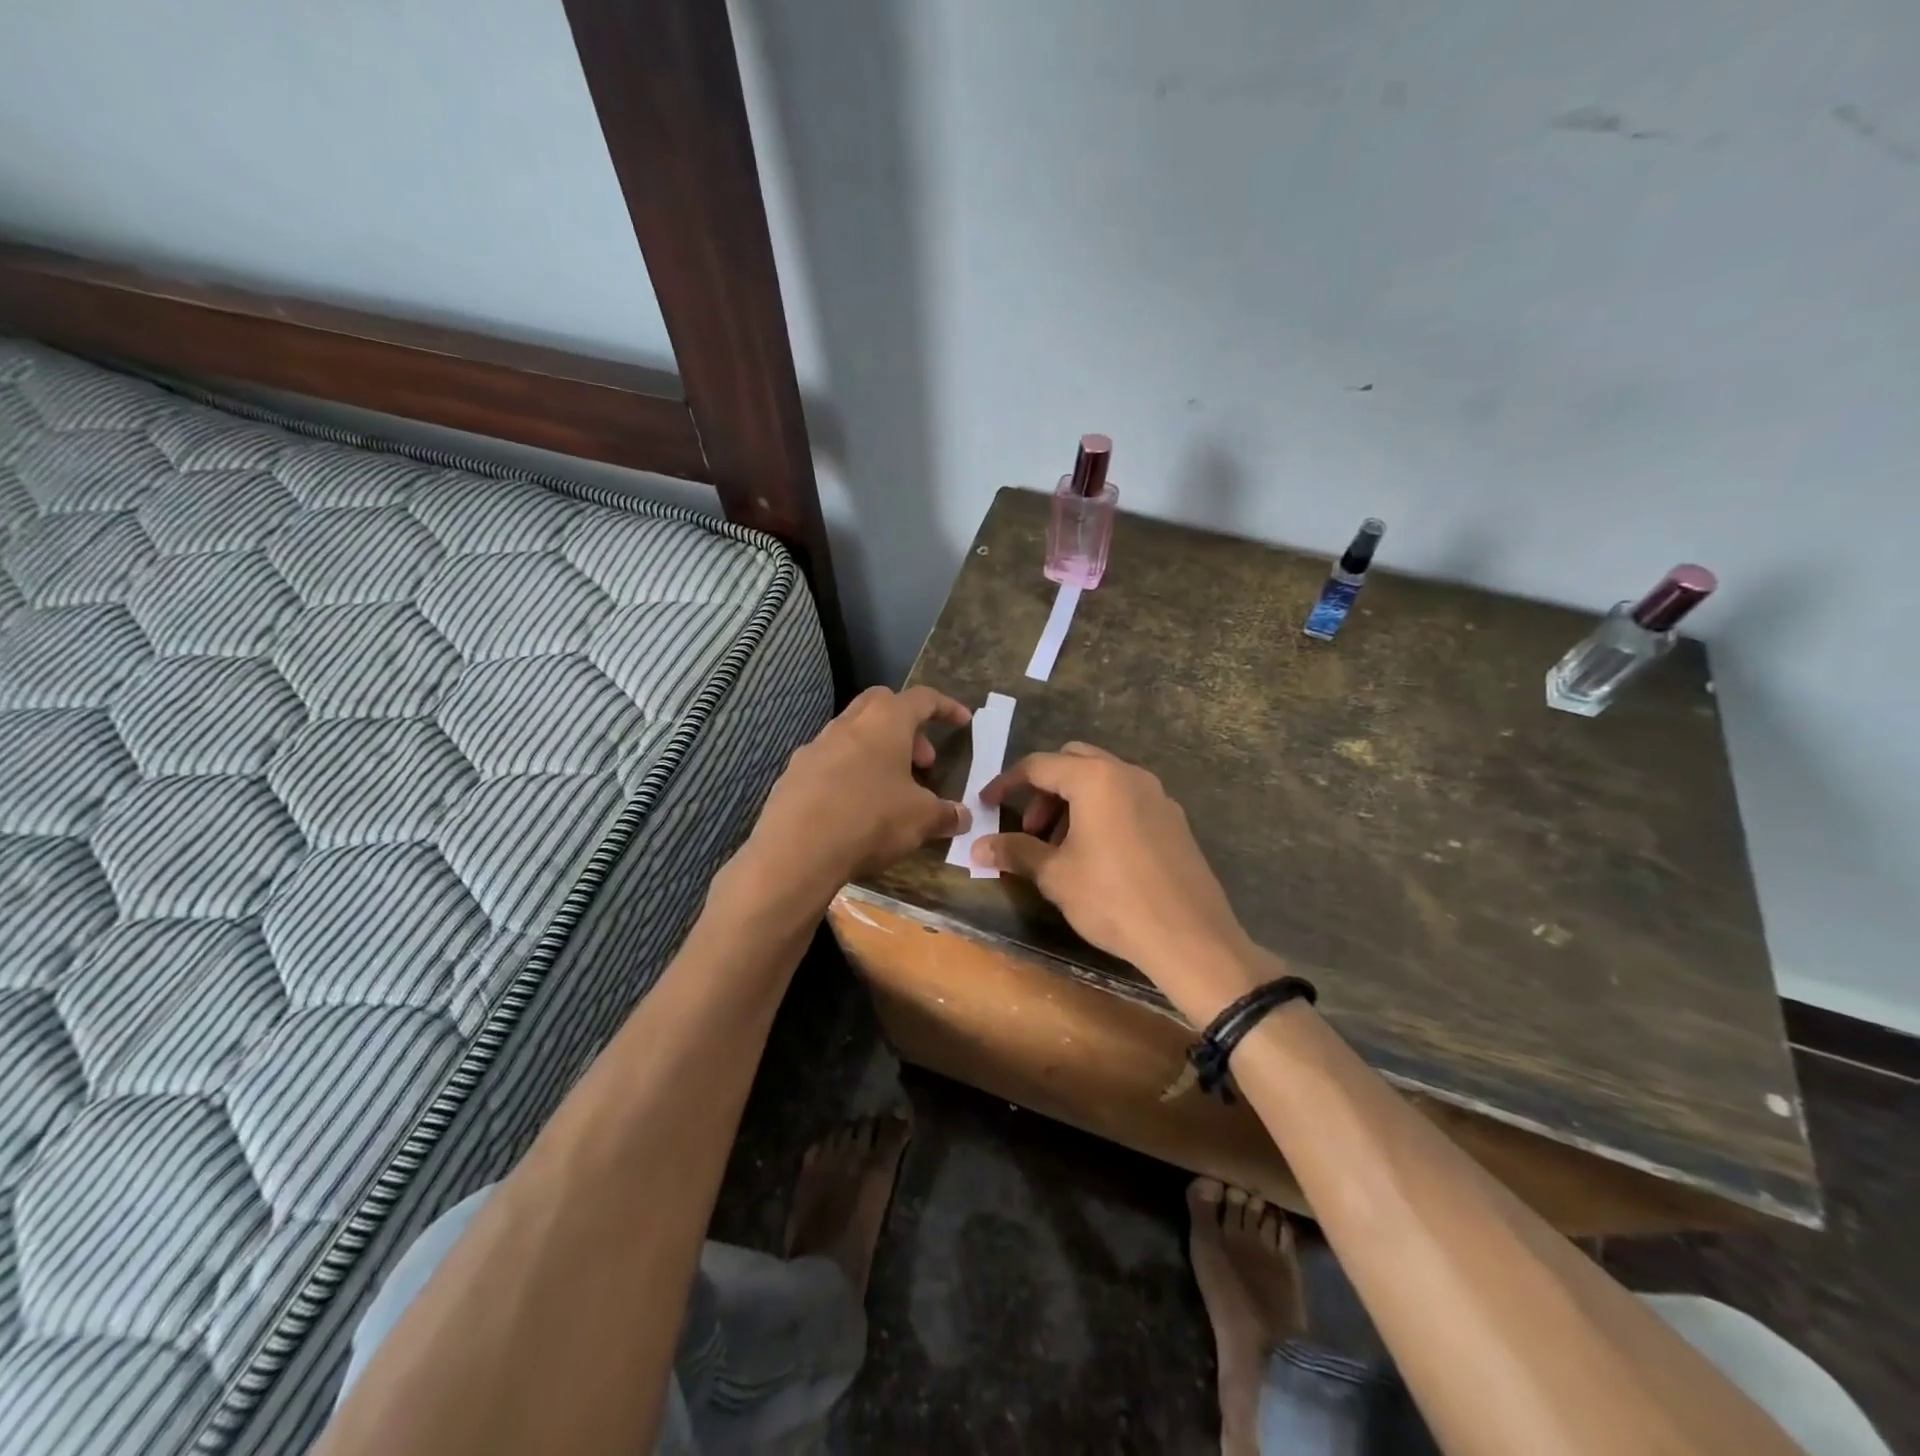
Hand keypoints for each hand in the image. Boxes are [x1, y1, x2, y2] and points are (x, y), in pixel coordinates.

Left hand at [739, 686, 971, 904]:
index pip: (923, 699)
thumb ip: (946, 814)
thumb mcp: (921, 819)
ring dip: (876, 749)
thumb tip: (963, 817)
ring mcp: (815, 746)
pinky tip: (854, 805)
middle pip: (881, 704)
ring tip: (890, 787)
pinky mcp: (793, 773)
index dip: (946, 708)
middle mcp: (848, 723)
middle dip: (907, 725)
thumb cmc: (870, 820)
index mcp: (885, 721)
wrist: (796, 851)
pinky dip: (849, 772)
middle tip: (922, 761)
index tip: (963, 721)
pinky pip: (829, 761)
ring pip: (853, 733)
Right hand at [973, 743, 1262, 1020]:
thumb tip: (977, 846)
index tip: (987, 804)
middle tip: (1030, 827)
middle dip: (1044, 788)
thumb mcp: (1056, 875)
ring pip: (1103, 780)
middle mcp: (1129, 775)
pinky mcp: (1174, 820)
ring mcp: (1157, 795)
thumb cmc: (1113, 899)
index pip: (1039, 765)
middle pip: (1074, 761)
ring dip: (1073, 802)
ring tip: (1060, 848)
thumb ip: (1016, 851)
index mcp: (1096, 779)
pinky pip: (1127, 800)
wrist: (1190, 937)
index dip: (1007, 783)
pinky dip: (1102, 812)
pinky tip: (1097, 855)